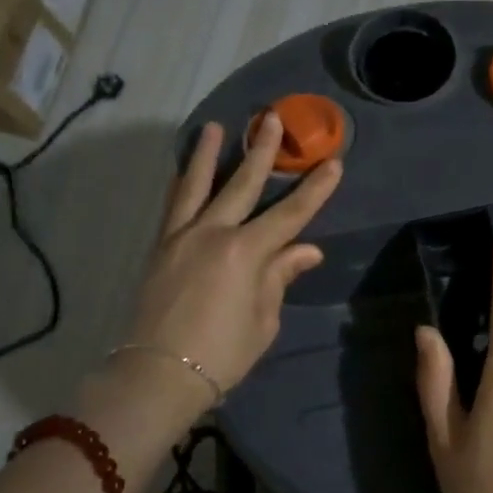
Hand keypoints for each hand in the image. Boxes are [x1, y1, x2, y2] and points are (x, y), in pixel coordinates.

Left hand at [124, 114, 341, 397]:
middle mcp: (213, 233)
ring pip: (198, 185)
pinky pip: (173, 206)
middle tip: (272, 118)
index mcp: (246, 252)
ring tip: (215, 126)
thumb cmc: (222, 353)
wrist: (158, 373)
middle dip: (262, 151)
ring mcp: (182, 237)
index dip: (315, 190)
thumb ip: (280, 276)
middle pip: (243, 185)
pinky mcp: (160, 247)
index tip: (334, 164)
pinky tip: (185, 171)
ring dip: (209, 154)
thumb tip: (306, 250)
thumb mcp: (263, 319)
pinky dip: (182, 184)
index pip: (291, 215)